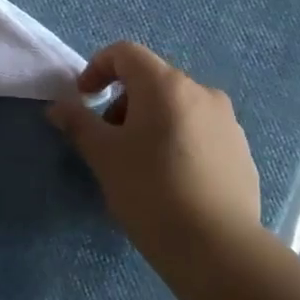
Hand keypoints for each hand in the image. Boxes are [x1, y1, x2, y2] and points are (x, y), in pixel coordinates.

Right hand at [47, 41, 261, 250]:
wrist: (216, 246)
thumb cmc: (150, 191)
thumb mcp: (104, 156)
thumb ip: (78, 123)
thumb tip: (58, 108)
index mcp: (165, 85)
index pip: (125, 53)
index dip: (97, 68)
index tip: (83, 99)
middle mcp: (202, 92)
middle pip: (152, 79)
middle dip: (123, 101)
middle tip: (108, 140)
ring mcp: (227, 121)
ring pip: (177, 106)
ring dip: (150, 121)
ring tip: (139, 163)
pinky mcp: (240, 150)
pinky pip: (199, 130)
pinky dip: (177, 140)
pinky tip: (171, 180)